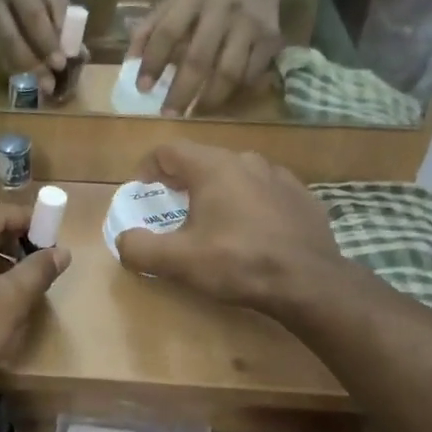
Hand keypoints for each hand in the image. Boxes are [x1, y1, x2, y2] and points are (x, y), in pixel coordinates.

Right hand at [0, 0, 70, 94]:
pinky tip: (31, 79)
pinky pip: (0, 55)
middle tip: (49, 84)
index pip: (32, 16)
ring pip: (3, 50)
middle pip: (10, 37)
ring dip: (24, 71)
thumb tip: (78, 55)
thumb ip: (65, 23)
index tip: (61, 64)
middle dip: (32, 63)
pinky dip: (17, 69)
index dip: (47, 42)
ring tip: (43, 87)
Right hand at [114, 142, 350, 314]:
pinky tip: (250, 232)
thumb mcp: (178, 261)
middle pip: (203, 161)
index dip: (148, 168)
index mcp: (213, 167)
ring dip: (217, 192)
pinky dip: (249, 204)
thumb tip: (123, 241)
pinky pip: (264, 192)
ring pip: (236, 175)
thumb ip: (140, 248)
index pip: (169, 150)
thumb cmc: (238, 263)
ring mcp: (279, 176)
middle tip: (172, 209)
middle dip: (182, 181)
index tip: (142, 191)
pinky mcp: (302, 197)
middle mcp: (247, 160)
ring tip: (212, 221)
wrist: (309, 282)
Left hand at [128, 0, 283, 114]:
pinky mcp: (271, 39)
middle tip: (168, 114)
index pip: (167, 32)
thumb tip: (130, 64)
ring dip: (209, 99)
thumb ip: (149, 29)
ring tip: (194, 113)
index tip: (143, 89)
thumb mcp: (174, 1)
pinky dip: (234, 92)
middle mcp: (223, 8)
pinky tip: (221, 100)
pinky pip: (250, 75)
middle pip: (199, 58)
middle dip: (181, 91)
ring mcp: (250, 24)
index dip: (153, 63)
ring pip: (229, 72)